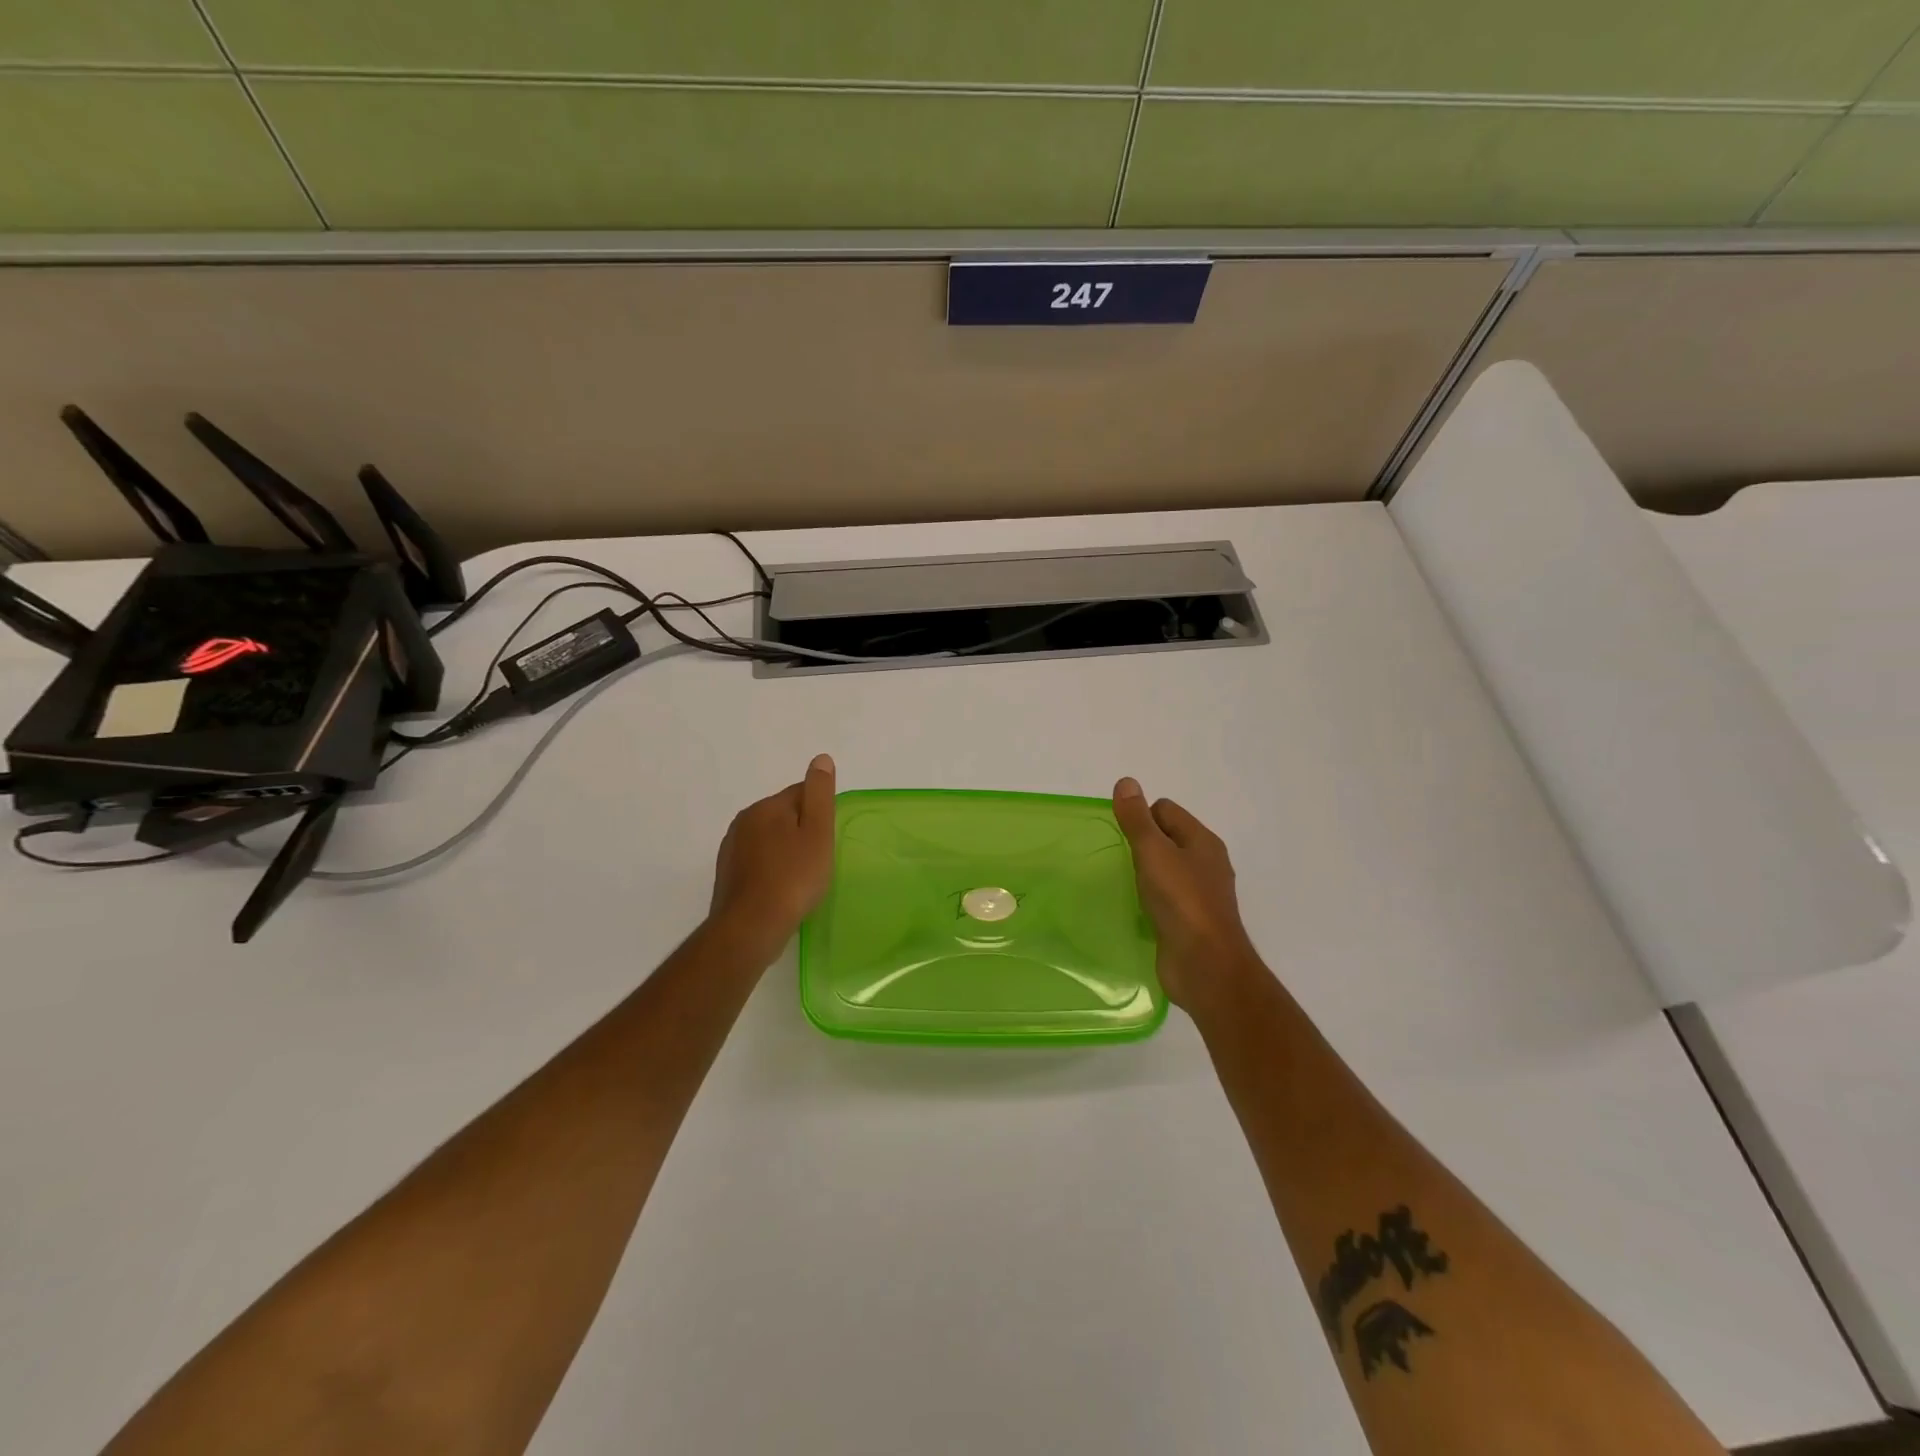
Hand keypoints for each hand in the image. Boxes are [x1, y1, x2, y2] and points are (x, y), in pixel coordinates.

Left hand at [708, 754, 836, 963]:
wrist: (751, 927)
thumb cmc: (793, 878)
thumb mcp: (818, 832)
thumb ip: (820, 794)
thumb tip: (820, 759)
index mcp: (765, 807)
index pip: (801, 793)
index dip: (820, 814)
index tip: (827, 839)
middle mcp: (743, 821)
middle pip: (784, 816)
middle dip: (802, 832)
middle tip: (818, 860)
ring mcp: (731, 849)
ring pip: (770, 840)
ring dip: (786, 852)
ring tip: (801, 878)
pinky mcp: (727, 874)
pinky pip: (758, 862)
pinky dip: (772, 869)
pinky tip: (782, 890)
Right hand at [1112, 778, 1262, 1011]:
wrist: (1205, 966)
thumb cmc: (1181, 901)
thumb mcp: (1153, 852)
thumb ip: (1137, 819)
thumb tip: (1126, 782)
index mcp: (1202, 841)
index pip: (1166, 810)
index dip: (1141, 816)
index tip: (1122, 837)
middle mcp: (1206, 864)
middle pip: (1167, 839)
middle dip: (1141, 844)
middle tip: (1119, 860)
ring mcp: (1201, 895)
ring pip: (1166, 870)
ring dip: (1145, 874)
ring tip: (1124, 884)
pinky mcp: (1191, 922)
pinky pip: (1166, 899)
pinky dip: (1150, 900)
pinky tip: (1136, 910)